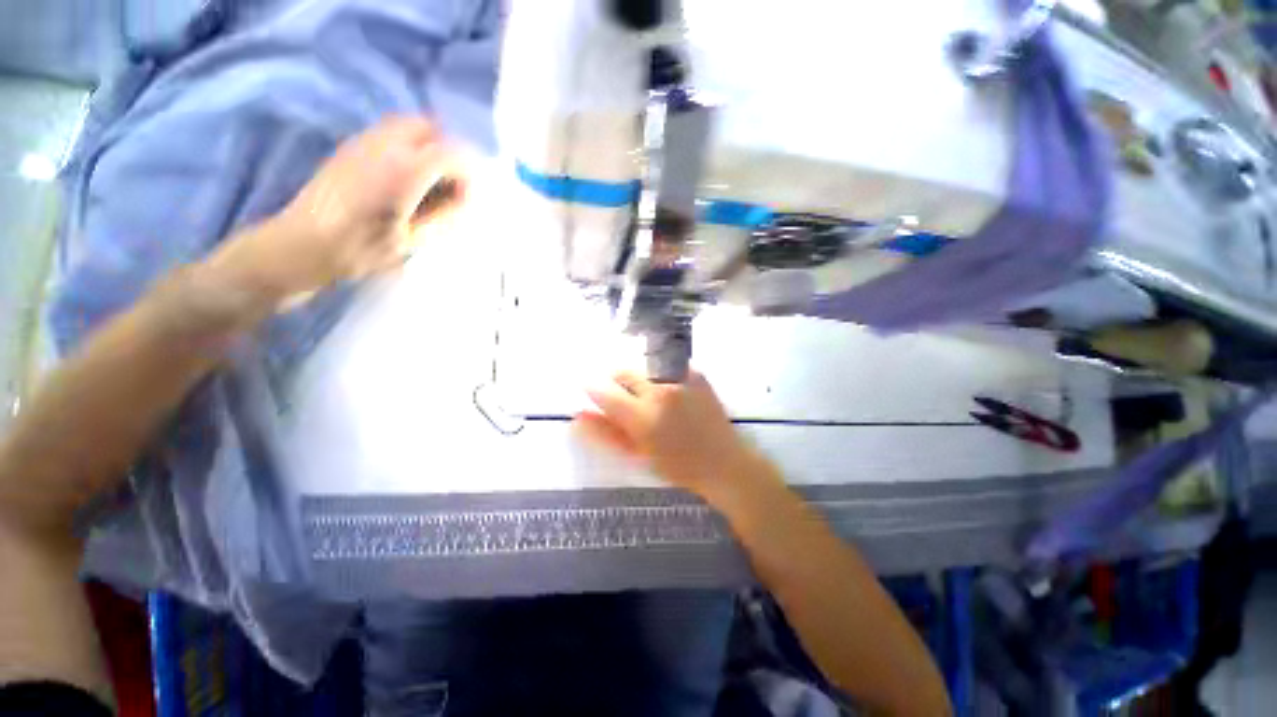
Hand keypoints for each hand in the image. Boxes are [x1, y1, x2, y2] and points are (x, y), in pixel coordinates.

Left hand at [213, 116, 464, 303]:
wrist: (302, 245)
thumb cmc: (362, 250)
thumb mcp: (415, 241)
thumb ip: (445, 215)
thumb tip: (462, 199)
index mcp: (405, 169)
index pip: (453, 153)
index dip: (467, 176)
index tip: (465, 201)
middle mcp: (385, 144)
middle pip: (430, 128)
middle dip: (447, 152)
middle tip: (448, 185)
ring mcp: (363, 141)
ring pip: (408, 125)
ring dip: (426, 147)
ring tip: (426, 182)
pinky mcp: (349, 147)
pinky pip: (389, 133)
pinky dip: (407, 148)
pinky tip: (403, 178)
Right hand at [576, 371, 766, 503]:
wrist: (723, 461)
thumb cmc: (678, 466)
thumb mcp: (638, 455)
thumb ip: (606, 433)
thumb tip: (577, 416)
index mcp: (642, 417)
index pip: (604, 392)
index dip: (592, 388)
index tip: (589, 388)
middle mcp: (659, 391)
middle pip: (623, 371)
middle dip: (615, 380)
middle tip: (622, 396)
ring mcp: (680, 379)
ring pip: (644, 366)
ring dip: (637, 377)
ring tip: (646, 395)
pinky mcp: (696, 373)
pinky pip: (667, 365)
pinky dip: (659, 374)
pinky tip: (668, 392)